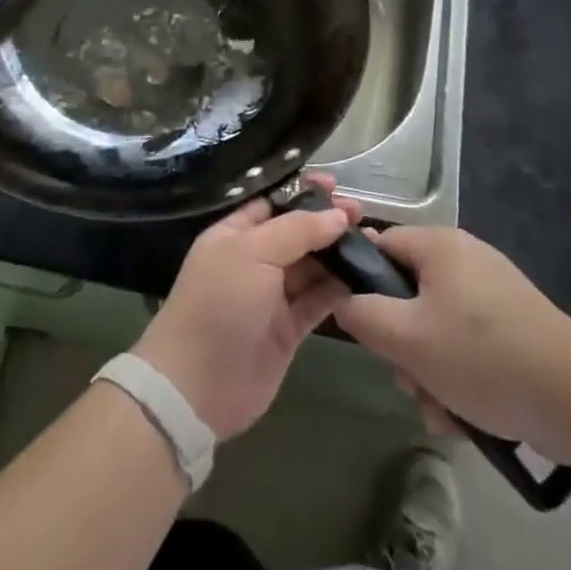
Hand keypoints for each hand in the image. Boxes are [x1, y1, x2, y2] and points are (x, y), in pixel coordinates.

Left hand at [132, 176, 361, 439]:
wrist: (197, 385)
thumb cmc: (220, 303)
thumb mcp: (253, 252)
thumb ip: (297, 230)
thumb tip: (337, 215)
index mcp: (235, 234)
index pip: (274, 203)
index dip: (304, 193)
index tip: (336, 185)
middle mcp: (254, 260)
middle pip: (297, 233)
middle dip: (327, 222)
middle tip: (361, 214)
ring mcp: (272, 295)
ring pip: (311, 266)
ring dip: (338, 254)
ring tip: (373, 241)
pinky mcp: (289, 328)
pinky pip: (319, 300)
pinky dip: (340, 289)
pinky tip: (365, 276)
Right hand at [332, 226, 570, 451]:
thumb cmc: (480, 356)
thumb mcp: (405, 337)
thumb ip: (362, 315)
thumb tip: (344, 301)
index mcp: (440, 245)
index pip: (382, 245)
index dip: (363, 282)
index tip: (362, 325)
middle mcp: (466, 259)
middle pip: (409, 294)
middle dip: (402, 345)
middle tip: (408, 380)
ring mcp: (494, 293)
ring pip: (437, 328)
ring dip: (429, 372)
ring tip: (441, 411)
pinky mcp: (514, 327)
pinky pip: (468, 346)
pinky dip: (460, 379)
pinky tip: (465, 418)